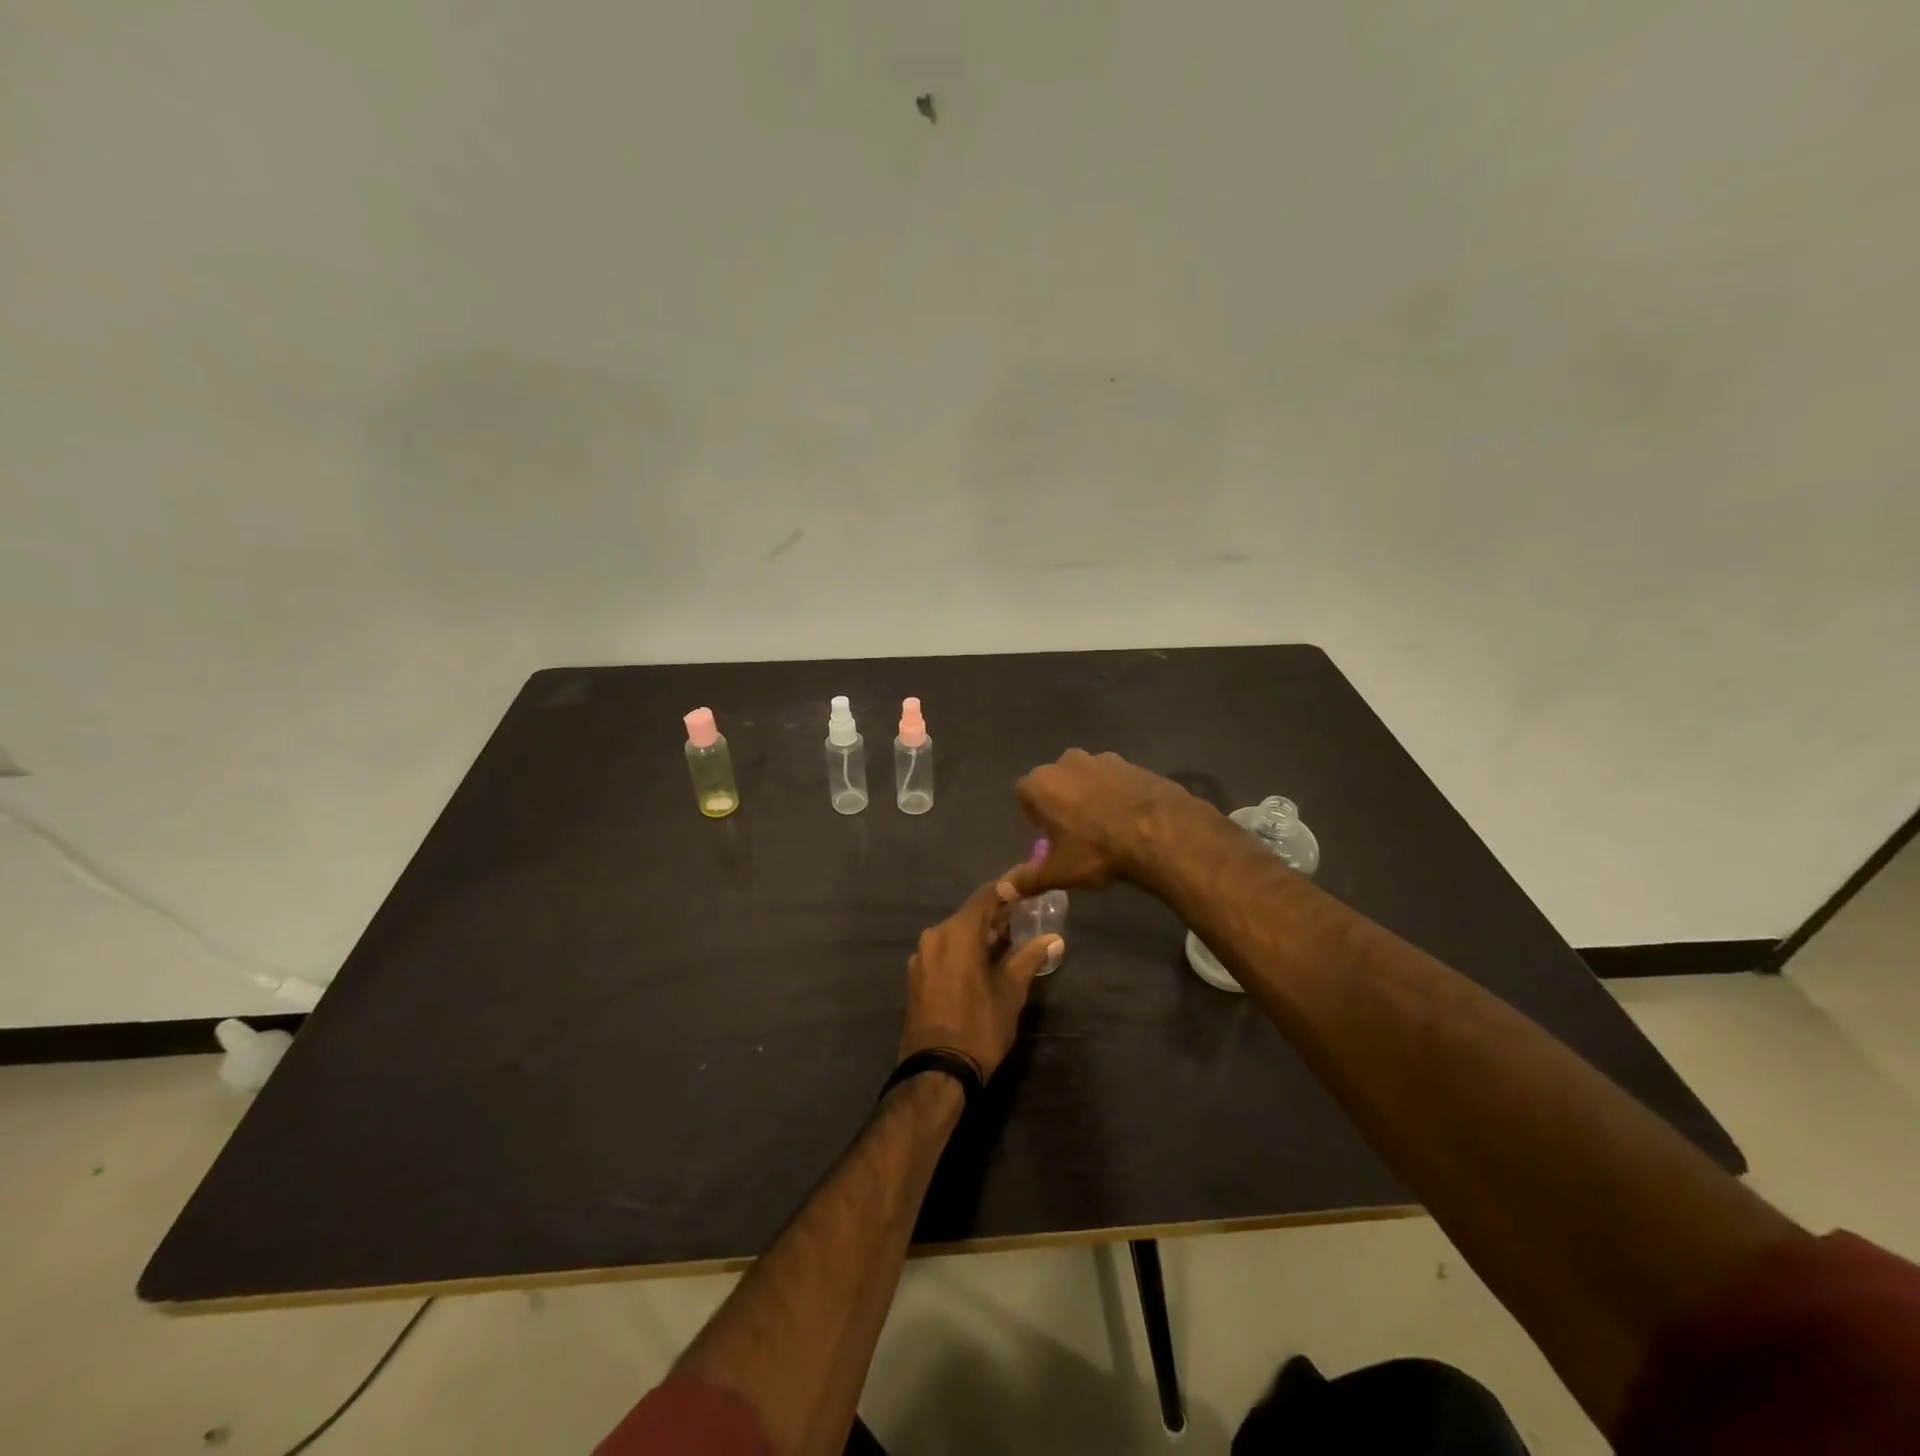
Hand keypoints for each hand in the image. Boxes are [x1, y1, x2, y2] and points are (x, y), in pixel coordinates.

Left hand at [899, 878, 1062, 1079]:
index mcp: (956, 933)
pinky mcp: (916, 977)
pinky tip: (984, 960)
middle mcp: (934, 936)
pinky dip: (965, 950)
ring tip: (1010, 938)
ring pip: (956, 934)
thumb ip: (1029, 958)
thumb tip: (1054, 939)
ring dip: (981, 934)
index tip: (1028, 882)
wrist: (936, 1072)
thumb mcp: (1011, 992)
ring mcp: (921, 957)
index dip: (1009, 888)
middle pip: (970, 915)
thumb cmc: (979, 1027)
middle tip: (1026, 913)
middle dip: (997, 914)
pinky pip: (945, 951)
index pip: (986, 896)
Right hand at [1001, 749, 1199, 899]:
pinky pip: (1115, 780)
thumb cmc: (1096, 851)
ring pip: (1086, 779)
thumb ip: (1027, 879)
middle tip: (1075, 833)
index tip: (1048, 837)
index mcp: (1040, 784)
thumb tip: (1002, 891)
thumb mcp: (1059, 872)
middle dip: (1061, 803)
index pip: (1024, 796)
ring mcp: (1101, 759)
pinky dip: (1116, 794)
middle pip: (1055, 783)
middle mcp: (1066, 762)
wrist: (1159, 832)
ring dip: (1089, 796)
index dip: (1034, 817)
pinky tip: (1129, 819)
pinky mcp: (1132, 763)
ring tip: (1105, 827)